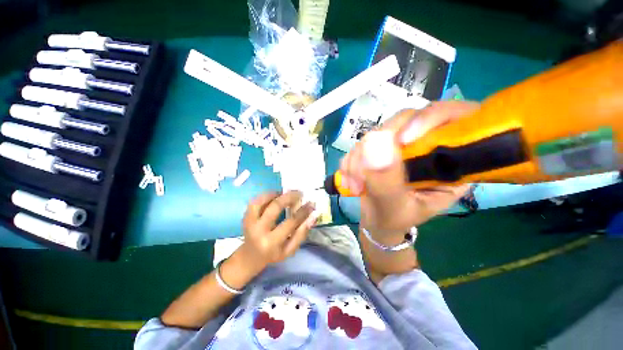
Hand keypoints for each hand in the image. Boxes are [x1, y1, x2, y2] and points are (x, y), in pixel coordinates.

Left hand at [237, 191, 317, 271]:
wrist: (250, 257)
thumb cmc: (273, 254)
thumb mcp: (290, 250)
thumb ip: (302, 234)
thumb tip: (313, 216)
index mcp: (271, 242)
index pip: (290, 222)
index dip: (303, 211)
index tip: (311, 203)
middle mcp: (258, 230)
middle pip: (275, 207)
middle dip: (289, 197)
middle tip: (299, 193)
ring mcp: (249, 222)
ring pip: (261, 201)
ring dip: (275, 194)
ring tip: (285, 193)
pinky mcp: (245, 217)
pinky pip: (254, 201)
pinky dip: (265, 196)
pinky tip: (274, 196)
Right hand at [339, 101, 478, 236]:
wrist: (377, 220)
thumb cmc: (395, 219)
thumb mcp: (394, 208)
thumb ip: (386, 181)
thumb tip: (374, 143)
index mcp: (450, 161)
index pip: (454, 118)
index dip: (429, 119)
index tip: (401, 140)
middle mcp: (426, 145)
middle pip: (405, 120)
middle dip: (376, 147)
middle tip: (360, 175)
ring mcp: (400, 144)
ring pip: (377, 132)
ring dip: (358, 159)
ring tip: (355, 186)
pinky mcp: (380, 147)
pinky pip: (361, 143)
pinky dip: (351, 162)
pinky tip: (350, 181)